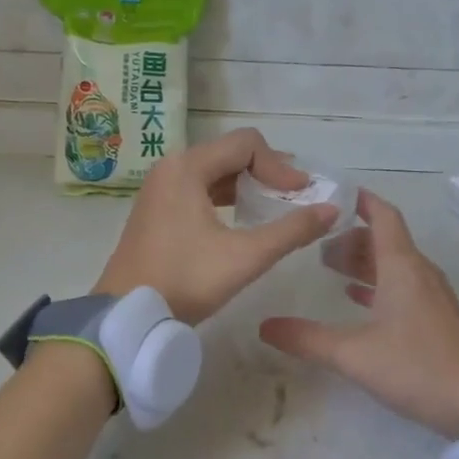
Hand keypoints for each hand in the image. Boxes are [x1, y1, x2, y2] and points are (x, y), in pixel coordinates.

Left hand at [95, 128, 338, 323]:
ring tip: (276, 206)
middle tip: (295, 197)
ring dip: (248, 184)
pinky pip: (199, 189)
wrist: (127, 314)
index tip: (302, 195)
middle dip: (267, 172)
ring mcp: (160, 189)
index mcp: (187, 167)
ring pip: (214, 172)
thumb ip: (292, 231)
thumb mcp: (245, 257)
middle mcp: (171, 168)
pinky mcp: (157, 210)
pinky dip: (226, 197)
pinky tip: (243, 220)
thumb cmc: (185, 280)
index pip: (247, 144)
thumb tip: (331, 210)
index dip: (280, 166)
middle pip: (230, 153)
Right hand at [259, 190, 458, 438]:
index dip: (361, 201)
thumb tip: (264, 325)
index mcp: (402, 268)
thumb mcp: (353, 354)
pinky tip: (358, 301)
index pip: (384, 216)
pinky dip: (379, 286)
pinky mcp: (438, 320)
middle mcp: (420, 274)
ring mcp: (433, 298)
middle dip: (352, 236)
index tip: (332, 193)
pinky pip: (404, 288)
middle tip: (316, 242)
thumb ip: (307, 339)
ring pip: (395, 266)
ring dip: (364, 262)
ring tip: (330, 268)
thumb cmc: (417, 368)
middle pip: (386, 241)